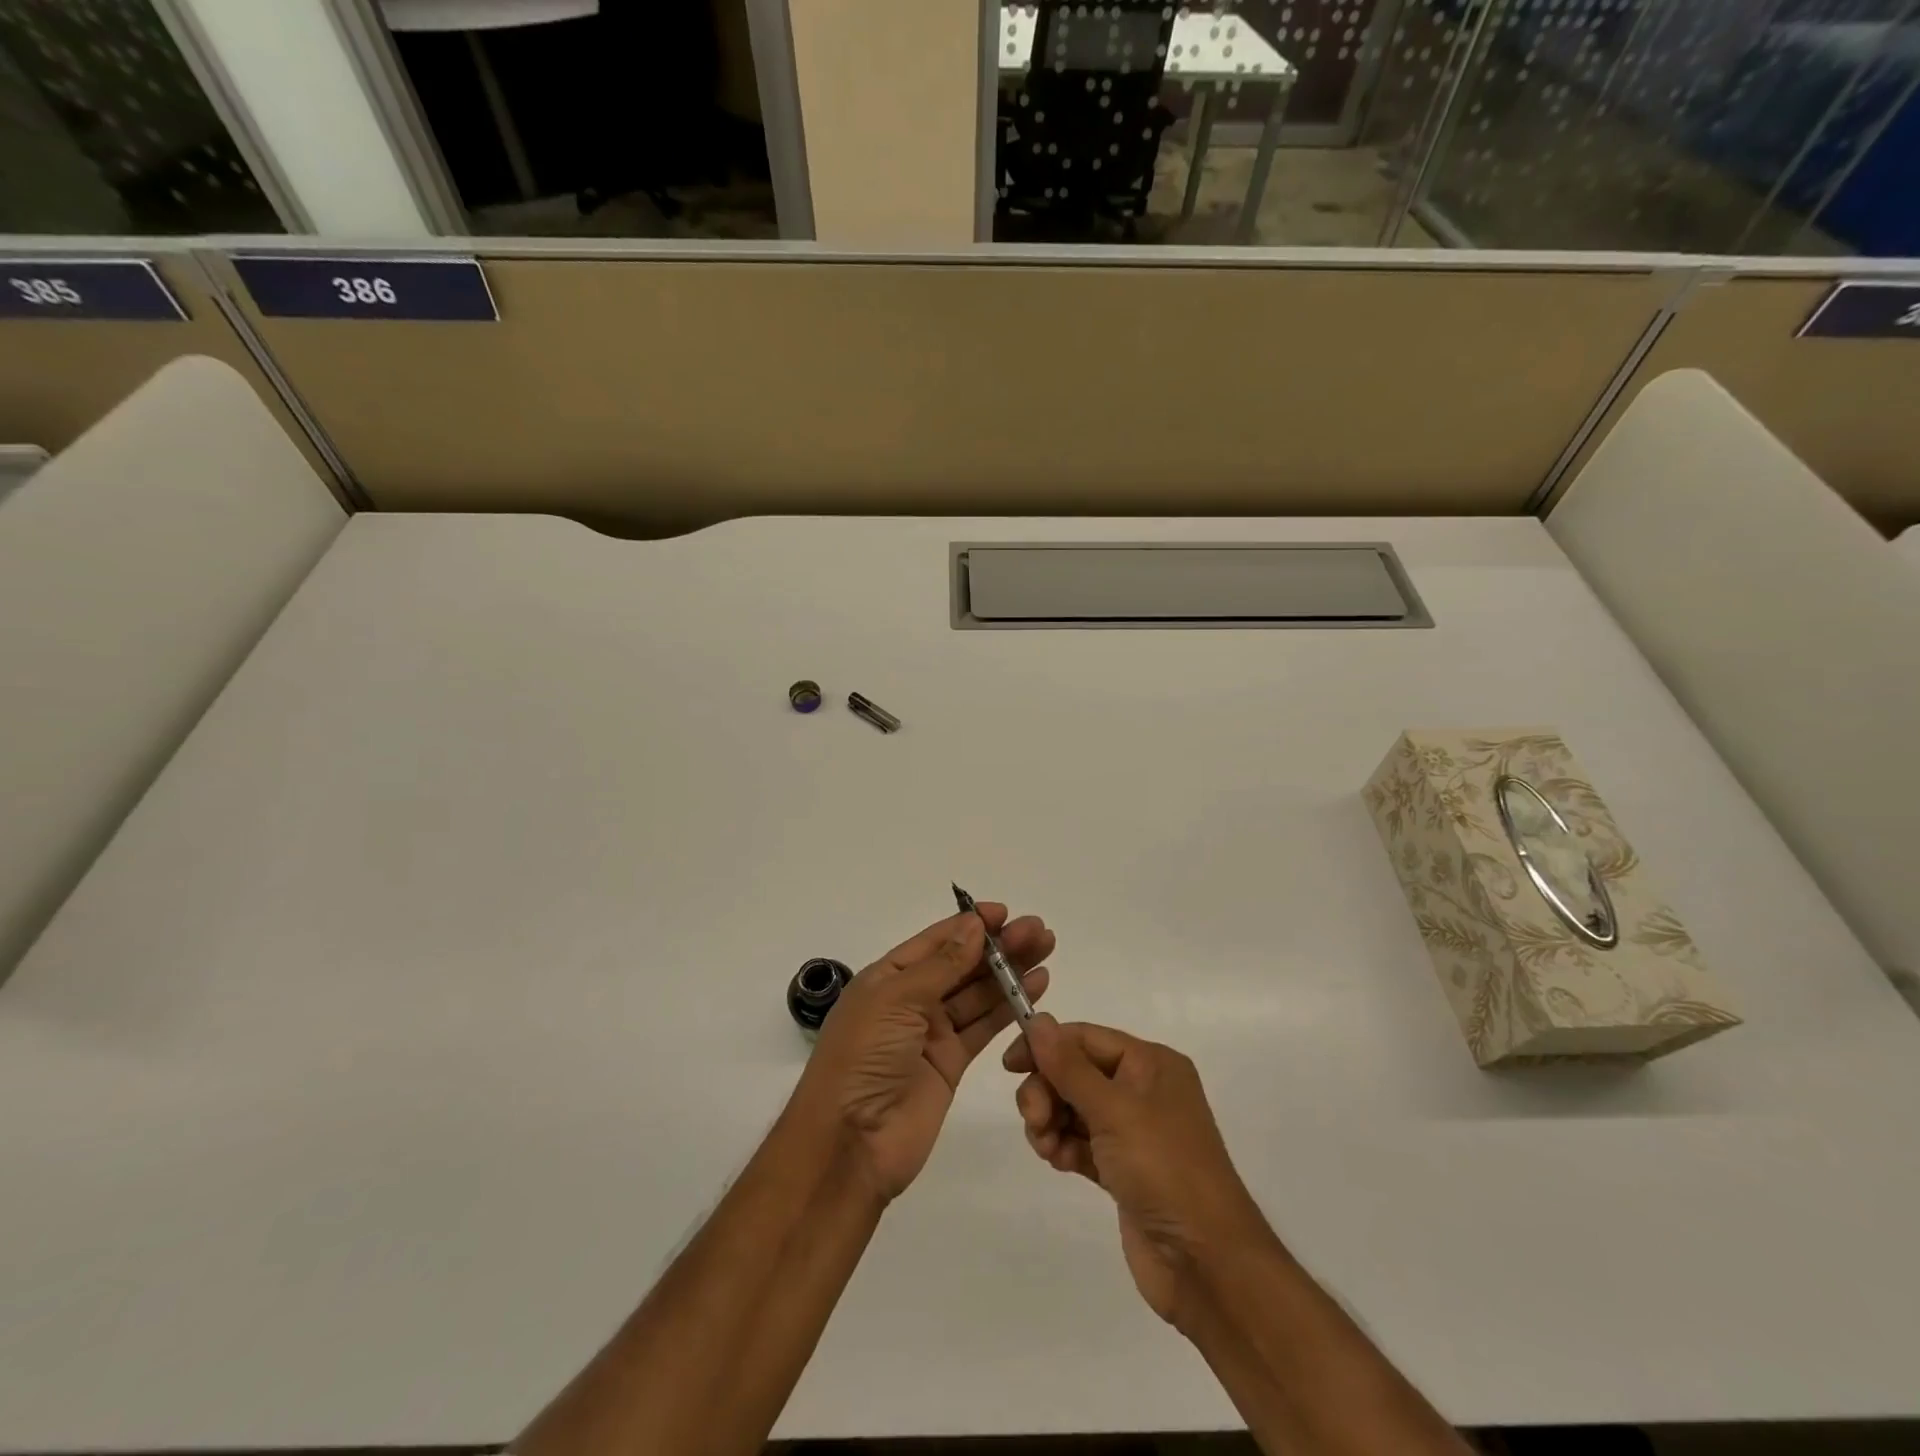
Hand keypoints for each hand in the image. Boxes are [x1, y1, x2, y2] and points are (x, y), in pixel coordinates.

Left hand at [791, 905, 1052, 1202]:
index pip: (935, 941)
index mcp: (887, 978)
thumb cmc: (863, 1057)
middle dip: (998, 946)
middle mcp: (910, 1000)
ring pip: (978, 992)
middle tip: (1039, 931)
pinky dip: (1009, 1007)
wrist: (851, 1142)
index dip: (969, 925)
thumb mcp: (896, 1000)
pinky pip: (984, 1026)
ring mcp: (932, 1032)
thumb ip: (942, 965)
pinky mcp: (952, 1063)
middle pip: (961, 964)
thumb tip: (973, 925)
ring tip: (1046, 949)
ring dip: (1009, 971)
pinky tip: (1035, 987)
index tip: (1005, 912)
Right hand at [1004, 1016, 1272, 1327]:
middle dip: (1047, 1091)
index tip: (1009, 1066)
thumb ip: (1069, 1066)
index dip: (1045, 1046)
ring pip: (1074, 1108)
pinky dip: (1064, 1147)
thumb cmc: (1164, 1169)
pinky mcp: (1123, 1169)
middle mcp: (1143, 1090)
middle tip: (1035, 1120)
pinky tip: (1058, 1162)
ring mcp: (1134, 1132)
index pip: (1086, 1038)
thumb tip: (1038, 1020)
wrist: (1206, 1264)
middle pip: (1076, 1072)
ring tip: (1047, 1148)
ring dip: (1051, 1122)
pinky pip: (1081, 1142)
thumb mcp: (1114, 1110)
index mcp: (1151, 1064)